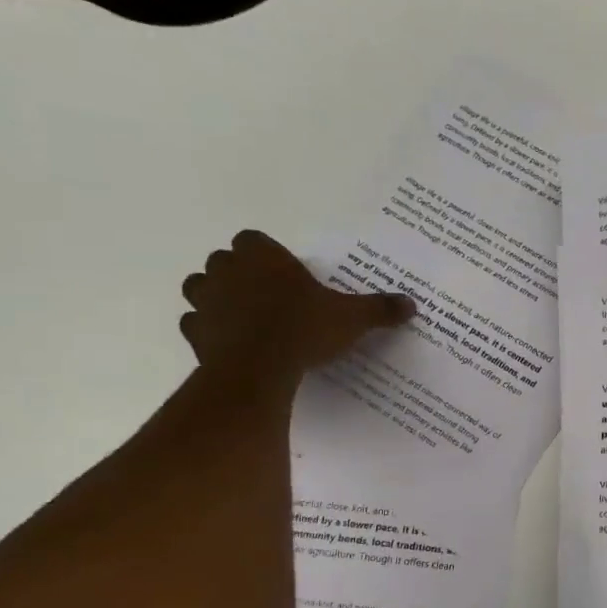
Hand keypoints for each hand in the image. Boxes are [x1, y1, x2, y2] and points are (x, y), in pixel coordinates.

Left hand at [180, 231, 413, 387]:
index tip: (283, 274)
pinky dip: (207, 330)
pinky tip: (228, 342)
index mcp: (263, 257)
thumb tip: (412, 304)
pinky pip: (195, 324)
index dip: (266, 255)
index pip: (253, 240)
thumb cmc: (305, 329)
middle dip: (239, 274)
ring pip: (200, 287)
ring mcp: (205, 301)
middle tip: (268, 296)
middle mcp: (227, 270)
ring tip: (243, 317)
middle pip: (224, 260)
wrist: (259, 367)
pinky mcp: (194, 332)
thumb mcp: (352, 318)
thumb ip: (380, 309)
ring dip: (216, 297)